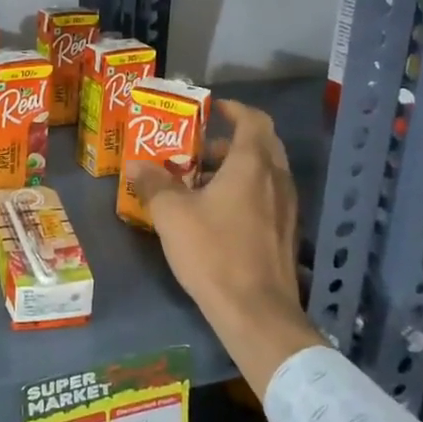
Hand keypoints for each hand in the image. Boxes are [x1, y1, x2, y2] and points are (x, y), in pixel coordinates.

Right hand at [129, 100, 322, 395]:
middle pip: (263, 143)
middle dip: (232, 138)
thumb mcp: (172, 215)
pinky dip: (247, 190)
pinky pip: (268, 195)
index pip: (253, 120)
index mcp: (252, 164)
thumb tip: (135, 164)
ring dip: (238, 166)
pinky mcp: (286, 233)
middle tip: (200, 145)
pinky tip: (219, 212)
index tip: (210, 108)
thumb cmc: (213, 252)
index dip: (233, 109)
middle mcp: (277, 179)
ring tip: (202, 180)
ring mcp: (287, 207)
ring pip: (266, 171)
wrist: (256, 312)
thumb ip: (154, 184)